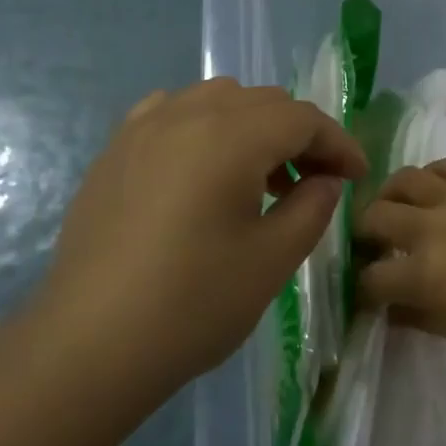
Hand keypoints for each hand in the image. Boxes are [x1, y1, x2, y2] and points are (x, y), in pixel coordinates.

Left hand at [28, 79, 367, 393]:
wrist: (89, 346)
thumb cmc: (193, 304)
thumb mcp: (273, 259)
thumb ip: (312, 206)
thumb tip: (325, 180)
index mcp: (230, 136)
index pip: (302, 118)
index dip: (338, 143)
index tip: (356, 177)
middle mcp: (186, 115)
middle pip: (262, 101)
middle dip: (299, 134)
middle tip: (315, 182)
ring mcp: (142, 128)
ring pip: (217, 99)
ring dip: (253, 126)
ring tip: (260, 178)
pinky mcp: (115, 151)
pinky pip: (172, 112)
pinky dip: (204, 126)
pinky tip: (204, 168)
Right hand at [355, 159, 445, 380]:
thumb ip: (413, 313)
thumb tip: (387, 306)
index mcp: (425, 274)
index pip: (372, 276)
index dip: (362, 287)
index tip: (366, 291)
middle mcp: (435, 228)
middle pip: (376, 217)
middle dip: (364, 235)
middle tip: (372, 247)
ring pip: (404, 179)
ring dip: (390, 197)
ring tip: (396, 211)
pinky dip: (431, 176)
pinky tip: (433, 193)